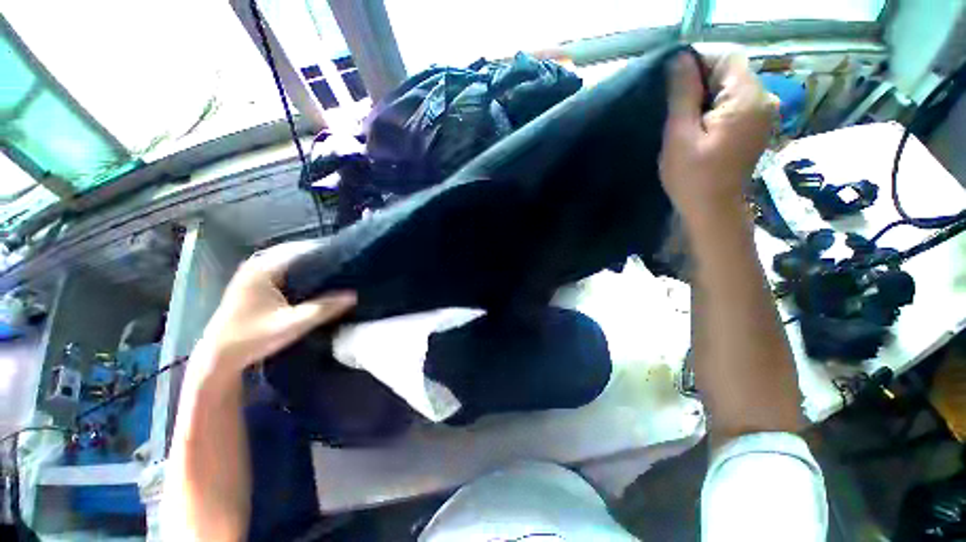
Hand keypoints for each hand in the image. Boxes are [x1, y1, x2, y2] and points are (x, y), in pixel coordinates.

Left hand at [192, 241, 355, 377]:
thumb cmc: (253, 338)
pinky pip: (283, 269)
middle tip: (346, 265)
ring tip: (336, 270)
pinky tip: (315, 280)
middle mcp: (257, 265)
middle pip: (296, 253)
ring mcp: (253, 273)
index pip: (301, 250)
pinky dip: (300, 271)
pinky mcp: (254, 283)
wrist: (218, 356)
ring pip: (289, 261)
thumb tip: (353, 295)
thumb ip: (324, 308)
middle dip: (320, 257)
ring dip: (310, 264)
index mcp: (263, 269)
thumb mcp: (292, 324)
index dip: (326, 252)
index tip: (348, 257)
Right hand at [659, 49, 777, 224]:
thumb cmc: (692, 178)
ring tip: (682, 114)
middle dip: (701, 78)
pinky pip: (735, 101)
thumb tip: (679, 59)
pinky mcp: (756, 124)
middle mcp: (764, 99)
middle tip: (673, 103)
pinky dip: (715, 104)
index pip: (727, 56)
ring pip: (732, 85)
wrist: (713, 210)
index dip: (698, 60)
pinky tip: (698, 123)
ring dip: (706, 93)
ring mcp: (763, 112)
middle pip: (731, 70)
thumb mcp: (680, 136)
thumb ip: (683, 95)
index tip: (671, 81)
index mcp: (747, 99)